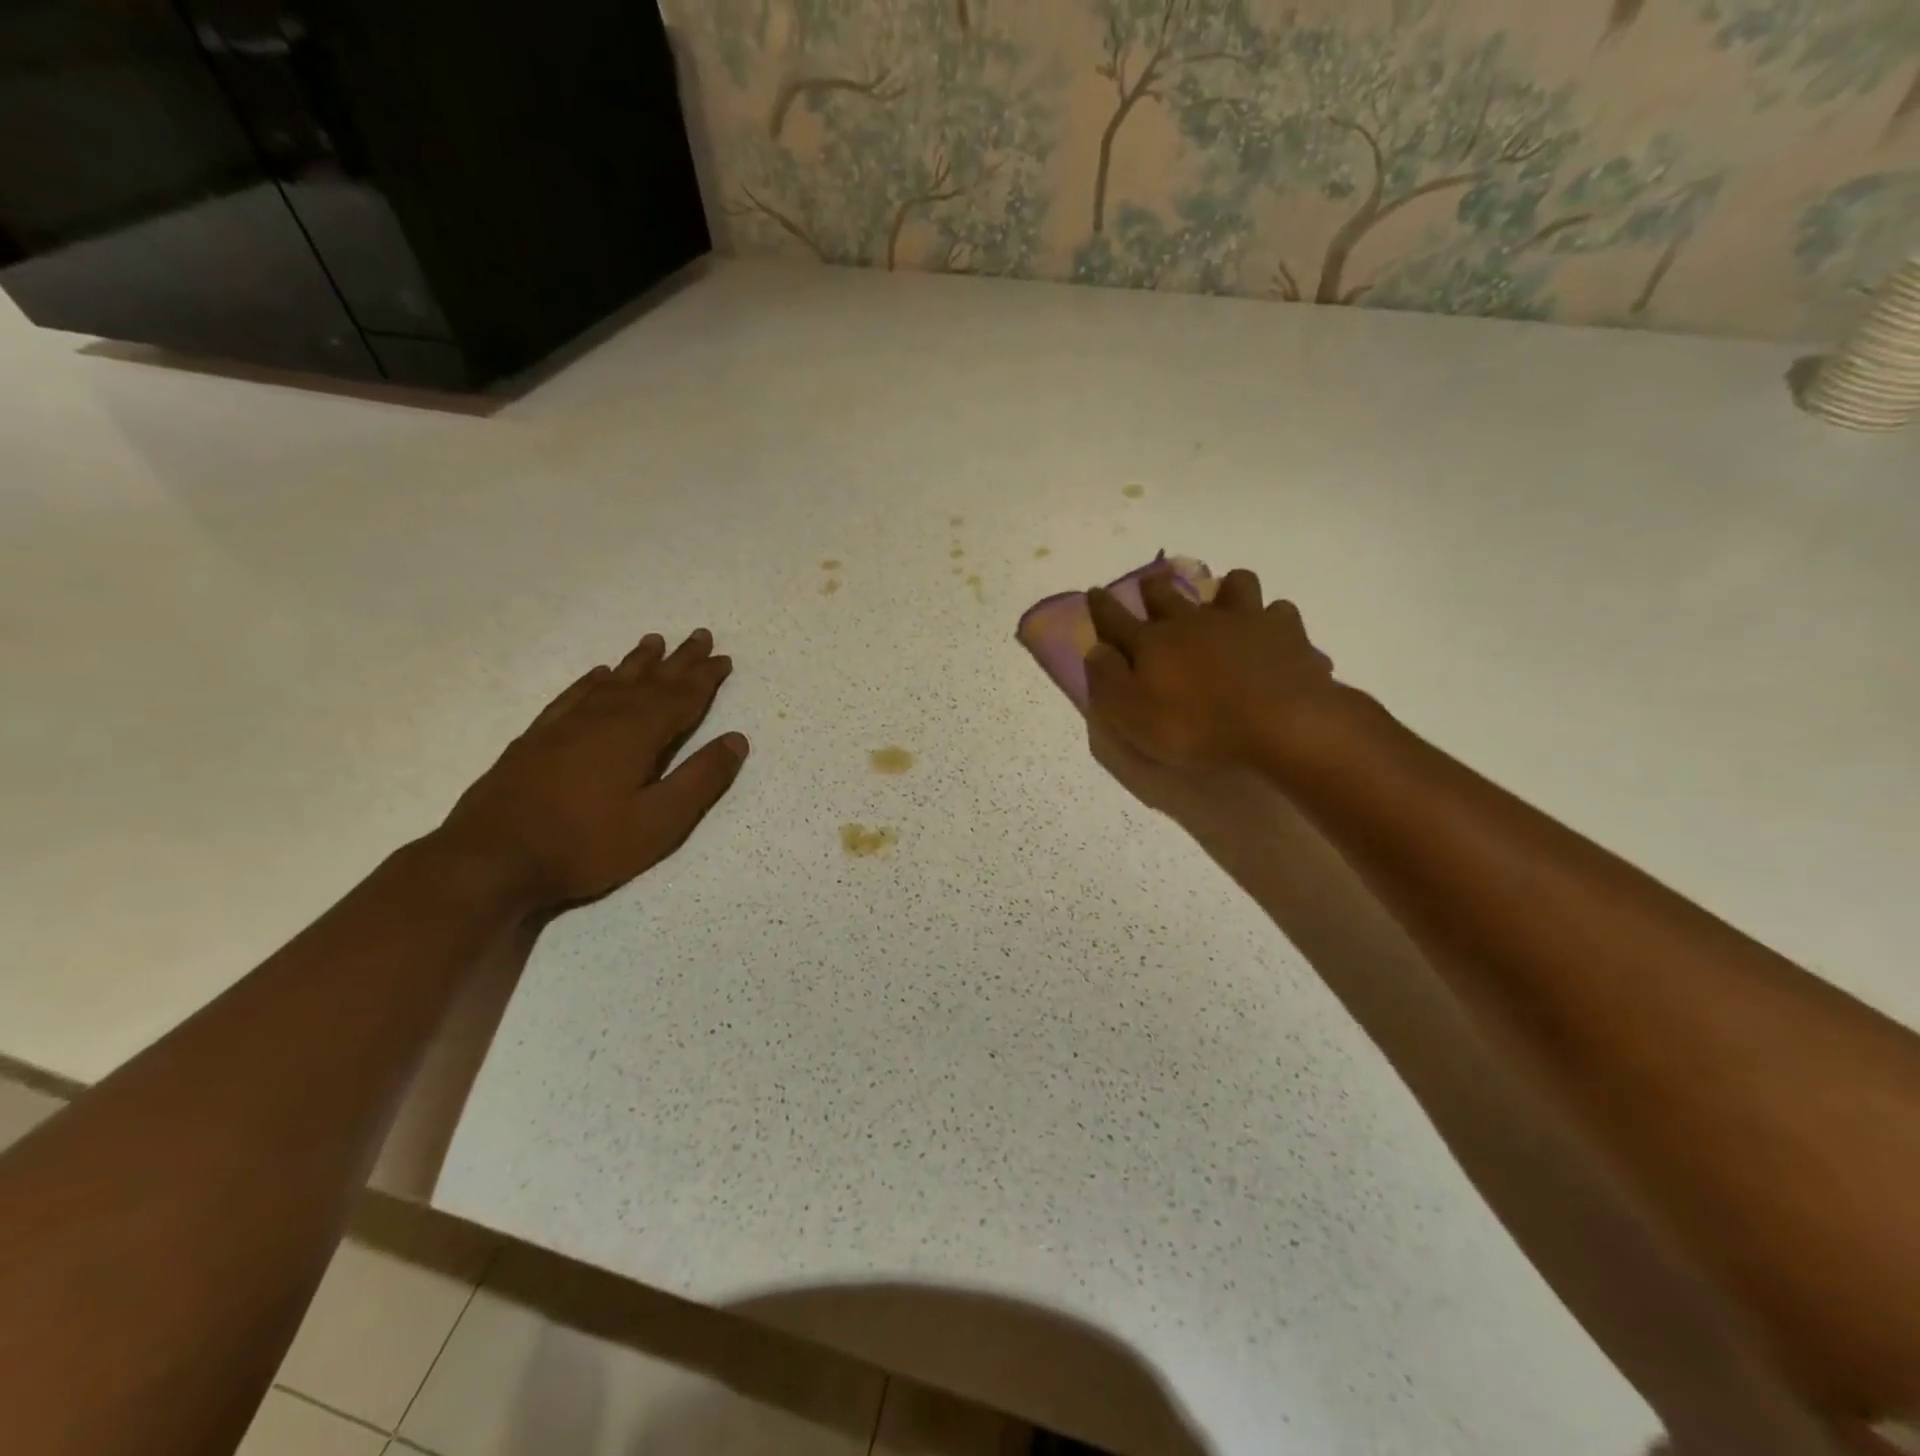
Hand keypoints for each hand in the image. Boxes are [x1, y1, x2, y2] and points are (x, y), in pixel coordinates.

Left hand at [437, 628, 747, 910]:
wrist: (492, 859)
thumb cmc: (586, 845)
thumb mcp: (659, 822)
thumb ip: (700, 779)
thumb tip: (736, 740)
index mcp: (636, 734)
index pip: (681, 697)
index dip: (705, 678)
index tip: (724, 658)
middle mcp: (603, 717)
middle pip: (649, 681)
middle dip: (679, 660)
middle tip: (699, 636)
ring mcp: (566, 725)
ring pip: (612, 682)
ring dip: (638, 662)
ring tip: (654, 642)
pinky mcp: (537, 738)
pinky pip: (573, 695)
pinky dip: (591, 680)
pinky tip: (598, 673)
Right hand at [1086, 567, 1337, 771]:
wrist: (1279, 723)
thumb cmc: (1196, 726)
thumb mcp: (1132, 715)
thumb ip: (1108, 680)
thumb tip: (1095, 651)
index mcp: (1153, 642)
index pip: (1116, 619)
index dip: (1102, 606)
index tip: (1095, 591)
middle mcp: (1194, 621)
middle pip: (1168, 595)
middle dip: (1154, 587)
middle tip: (1151, 581)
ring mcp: (1243, 620)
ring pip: (1233, 586)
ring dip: (1225, 589)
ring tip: (1224, 597)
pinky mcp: (1286, 632)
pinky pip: (1279, 613)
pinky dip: (1273, 620)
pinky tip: (1273, 634)